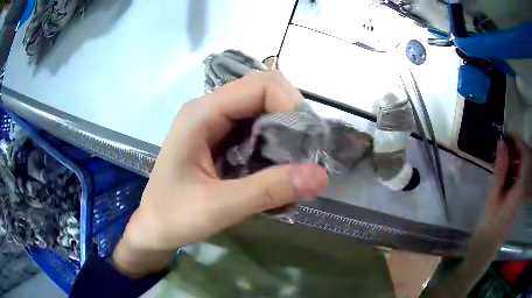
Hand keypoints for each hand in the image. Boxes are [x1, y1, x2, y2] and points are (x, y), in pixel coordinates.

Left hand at [112, 71, 327, 276]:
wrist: (153, 228)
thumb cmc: (173, 218)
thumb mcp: (218, 208)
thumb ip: (268, 190)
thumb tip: (321, 175)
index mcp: (201, 114)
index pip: (260, 85)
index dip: (291, 104)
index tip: (307, 143)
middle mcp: (209, 109)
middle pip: (265, 93)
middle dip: (292, 120)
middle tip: (305, 157)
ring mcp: (215, 122)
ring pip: (264, 111)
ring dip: (285, 134)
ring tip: (294, 167)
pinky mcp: (221, 138)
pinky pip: (257, 129)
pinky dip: (275, 145)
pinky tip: (277, 171)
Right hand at [473, 137, 530, 255]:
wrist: (486, 248)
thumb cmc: (489, 223)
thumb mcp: (494, 195)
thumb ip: (500, 168)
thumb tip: (501, 141)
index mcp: (519, 188)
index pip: (524, 157)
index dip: (518, 142)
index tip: (507, 133)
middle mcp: (522, 188)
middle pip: (523, 161)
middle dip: (514, 149)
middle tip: (501, 143)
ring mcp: (519, 194)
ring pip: (520, 169)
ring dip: (512, 159)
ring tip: (500, 156)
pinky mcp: (515, 197)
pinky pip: (516, 177)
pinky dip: (511, 169)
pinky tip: (502, 171)